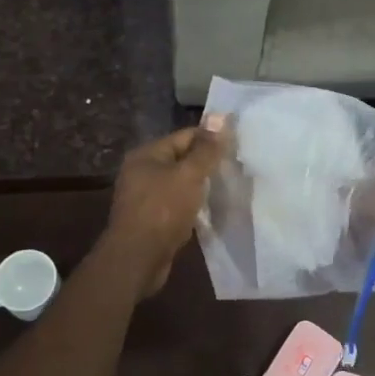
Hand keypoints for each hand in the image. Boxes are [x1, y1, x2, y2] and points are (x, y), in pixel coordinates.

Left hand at [103, 117, 227, 297]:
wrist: (137, 259)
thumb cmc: (162, 210)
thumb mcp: (189, 175)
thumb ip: (206, 149)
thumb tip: (220, 116)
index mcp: (147, 155)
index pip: (185, 136)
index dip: (211, 139)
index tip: (237, 146)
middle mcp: (142, 172)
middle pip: (182, 160)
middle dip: (207, 164)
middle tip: (237, 168)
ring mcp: (145, 197)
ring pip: (180, 184)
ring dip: (201, 187)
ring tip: (229, 188)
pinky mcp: (151, 220)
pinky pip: (177, 205)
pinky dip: (193, 206)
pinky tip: (211, 211)